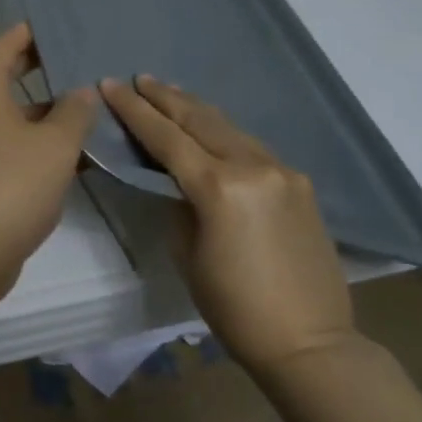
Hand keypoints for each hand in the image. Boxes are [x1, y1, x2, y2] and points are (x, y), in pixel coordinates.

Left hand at [0, 23, 98, 290]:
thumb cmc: (10, 184)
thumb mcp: (55, 144)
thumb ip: (75, 110)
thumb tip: (82, 90)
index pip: (6, 42)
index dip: (35, 32)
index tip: (66, 26)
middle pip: (3, 73)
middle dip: (41, 67)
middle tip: (82, 60)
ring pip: (5, 110)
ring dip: (41, 107)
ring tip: (86, 103)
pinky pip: (2, 139)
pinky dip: (31, 137)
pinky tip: (69, 150)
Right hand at [101, 75, 353, 373]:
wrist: (311, 342)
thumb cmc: (234, 307)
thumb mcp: (188, 254)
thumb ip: (179, 204)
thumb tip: (178, 181)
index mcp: (218, 187)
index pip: (166, 136)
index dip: (134, 110)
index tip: (110, 85)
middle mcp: (253, 167)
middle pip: (200, 119)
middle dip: (165, 97)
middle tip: (139, 79)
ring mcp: (282, 171)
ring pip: (229, 126)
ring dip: (195, 109)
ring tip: (169, 92)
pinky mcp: (300, 184)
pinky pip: (252, 146)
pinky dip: (223, 131)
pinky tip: (210, 128)